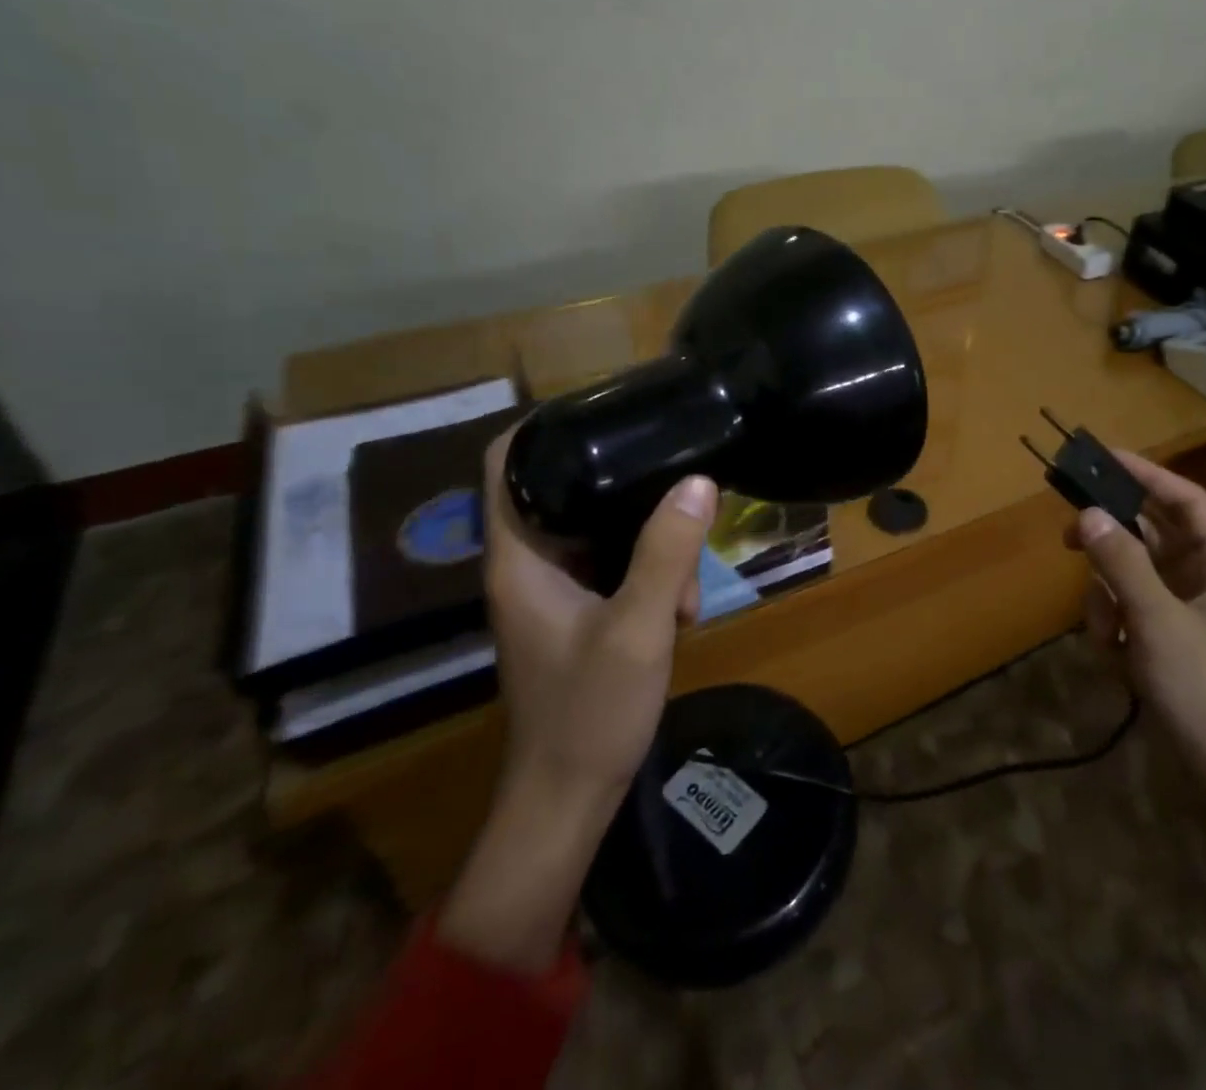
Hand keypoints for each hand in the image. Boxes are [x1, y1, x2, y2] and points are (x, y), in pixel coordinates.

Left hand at [439, 430, 716, 972]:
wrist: (569, 800)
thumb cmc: (589, 713)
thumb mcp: (638, 627)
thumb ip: (667, 553)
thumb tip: (698, 481)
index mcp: (519, 557)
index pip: (507, 463)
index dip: (544, 424)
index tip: (604, 406)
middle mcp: (528, 563)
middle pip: (568, 490)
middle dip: (628, 490)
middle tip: (679, 489)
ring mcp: (553, 589)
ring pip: (601, 531)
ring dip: (651, 543)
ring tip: (688, 583)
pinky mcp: (579, 611)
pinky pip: (614, 565)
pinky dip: (649, 572)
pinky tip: (682, 607)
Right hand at [1063, 451, 1205, 953]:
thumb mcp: (1158, 624)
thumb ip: (1121, 564)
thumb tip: (1087, 513)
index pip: (1185, 501)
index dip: (1144, 475)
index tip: (1099, 458)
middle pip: (1152, 538)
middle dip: (1113, 546)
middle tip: (1068, 538)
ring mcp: (1192, 615)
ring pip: (1134, 578)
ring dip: (1109, 600)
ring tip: (1107, 638)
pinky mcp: (1173, 645)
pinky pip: (1133, 612)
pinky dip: (1116, 628)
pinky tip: (1117, 661)